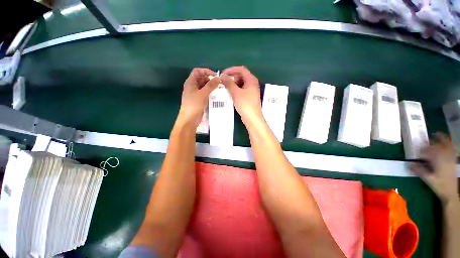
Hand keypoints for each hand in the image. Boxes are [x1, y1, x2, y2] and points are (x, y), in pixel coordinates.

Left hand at [177, 68, 219, 128]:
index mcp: (190, 82)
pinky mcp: (199, 100)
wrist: (189, 120)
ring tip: (219, 88)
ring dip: (211, 86)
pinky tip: (216, 95)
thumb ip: (211, 85)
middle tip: (219, 83)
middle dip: (210, 79)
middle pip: (201, 78)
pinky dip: (210, 92)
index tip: (215, 75)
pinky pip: (205, 93)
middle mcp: (192, 86)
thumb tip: (219, 78)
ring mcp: (195, 94)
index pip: (197, 71)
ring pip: (204, 86)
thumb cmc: (194, 105)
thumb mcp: (203, 94)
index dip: (206, 71)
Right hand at [221, 66, 262, 124]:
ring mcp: (251, 90)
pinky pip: (241, 89)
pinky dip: (235, 89)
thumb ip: (229, 83)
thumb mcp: (236, 93)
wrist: (252, 118)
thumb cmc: (245, 104)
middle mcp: (252, 83)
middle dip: (232, 77)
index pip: (241, 69)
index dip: (231, 70)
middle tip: (223, 81)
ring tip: (225, 88)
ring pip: (241, 83)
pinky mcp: (249, 96)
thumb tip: (222, 76)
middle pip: (241, 76)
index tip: (223, 74)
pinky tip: (230, 93)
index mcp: (251, 80)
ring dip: (233, 84)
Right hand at [410, 133, 458, 202]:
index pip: (429, 151)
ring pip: (446, 145)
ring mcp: (450, 158)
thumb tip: (409, 163)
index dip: (422, 149)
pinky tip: (447, 142)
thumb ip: (419, 171)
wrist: (450, 192)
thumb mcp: (428, 179)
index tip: (416, 149)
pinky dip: (449, 144)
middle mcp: (445, 157)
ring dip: (441, 139)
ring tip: (436, 134)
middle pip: (438, 146)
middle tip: (425, 139)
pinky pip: (452, 149)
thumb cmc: (438, 186)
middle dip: (431, 142)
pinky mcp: (453, 160)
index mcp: (438, 161)